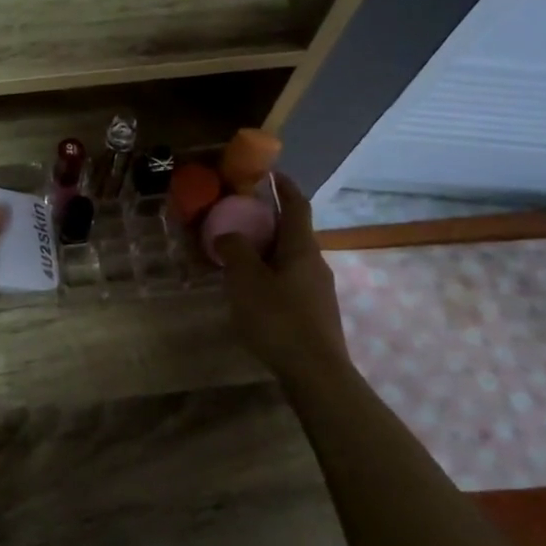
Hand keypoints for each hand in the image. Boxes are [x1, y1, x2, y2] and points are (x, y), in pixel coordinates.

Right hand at [215, 174, 351, 376]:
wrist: (315, 372)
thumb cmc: (278, 318)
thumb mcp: (246, 280)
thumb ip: (234, 250)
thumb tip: (228, 235)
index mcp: (302, 248)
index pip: (297, 206)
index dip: (284, 186)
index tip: (269, 173)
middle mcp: (315, 263)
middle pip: (293, 233)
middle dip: (268, 222)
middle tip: (239, 218)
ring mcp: (318, 290)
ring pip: (289, 259)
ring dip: (267, 251)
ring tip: (239, 256)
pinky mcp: (314, 313)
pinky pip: (289, 281)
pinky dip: (270, 275)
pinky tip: (252, 292)